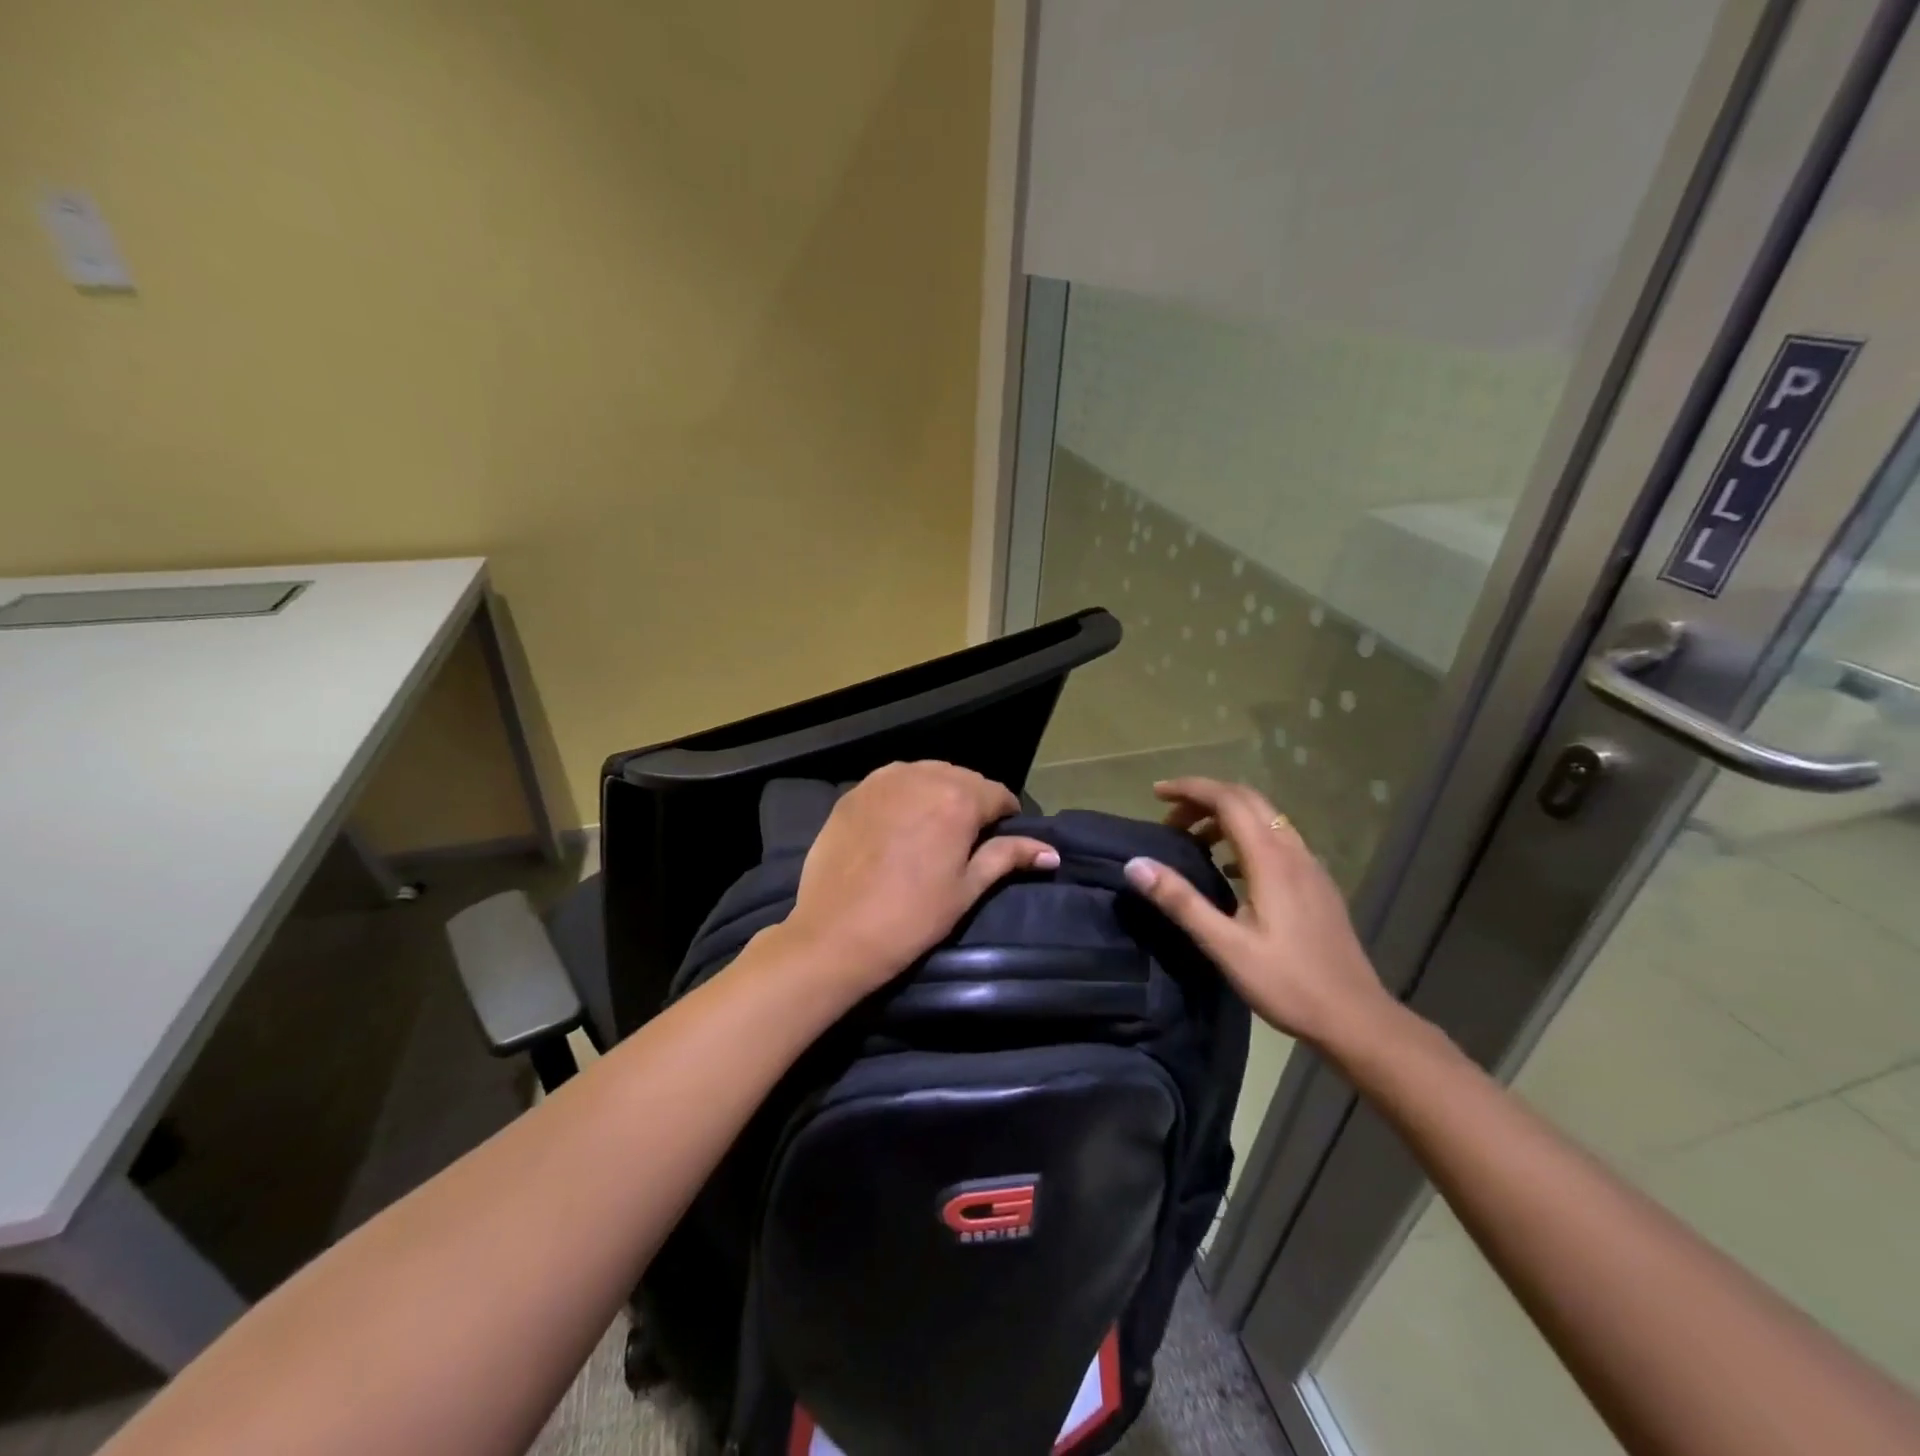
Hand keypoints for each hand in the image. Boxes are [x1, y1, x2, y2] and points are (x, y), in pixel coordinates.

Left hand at [782, 761, 1058, 993]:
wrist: (834, 934)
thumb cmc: (911, 917)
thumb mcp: (967, 889)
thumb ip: (1008, 857)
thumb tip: (1052, 852)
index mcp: (959, 799)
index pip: (998, 794)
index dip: (1005, 816)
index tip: (1000, 840)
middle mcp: (922, 776)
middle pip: (962, 779)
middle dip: (971, 802)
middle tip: (966, 840)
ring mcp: (882, 780)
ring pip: (926, 775)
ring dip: (937, 794)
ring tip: (932, 830)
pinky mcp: (853, 792)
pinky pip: (891, 782)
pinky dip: (904, 795)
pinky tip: (898, 824)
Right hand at [1120, 777, 1395, 1050]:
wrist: (1355, 1018)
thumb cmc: (1287, 983)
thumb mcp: (1225, 946)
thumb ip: (1180, 901)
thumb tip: (1135, 864)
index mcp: (1270, 860)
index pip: (1228, 800)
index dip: (1190, 789)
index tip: (1155, 794)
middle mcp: (1293, 852)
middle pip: (1247, 800)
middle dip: (1205, 798)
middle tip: (1169, 818)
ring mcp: (1310, 867)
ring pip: (1265, 818)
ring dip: (1225, 815)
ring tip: (1193, 840)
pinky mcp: (1317, 884)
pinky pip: (1277, 839)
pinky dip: (1245, 835)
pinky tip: (1229, 868)